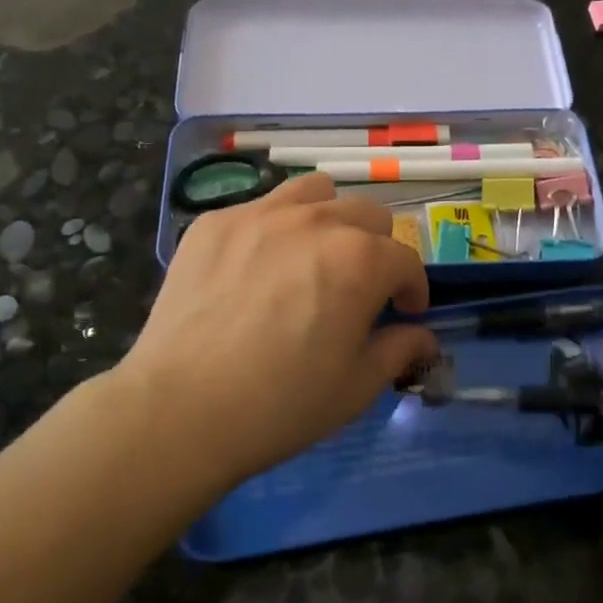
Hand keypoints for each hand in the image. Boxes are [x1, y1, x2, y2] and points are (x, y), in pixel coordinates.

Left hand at [122, 174, 436, 488]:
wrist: (180, 409)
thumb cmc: (280, 405)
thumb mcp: (355, 388)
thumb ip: (398, 350)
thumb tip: (422, 337)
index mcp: (360, 259)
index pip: (405, 259)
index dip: (412, 288)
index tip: (404, 311)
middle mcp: (316, 221)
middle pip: (367, 214)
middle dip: (377, 249)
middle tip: (361, 286)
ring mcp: (260, 214)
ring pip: (315, 193)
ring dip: (329, 219)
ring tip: (315, 255)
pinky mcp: (215, 222)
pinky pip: (260, 207)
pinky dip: (274, 229)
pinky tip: (256, 268)